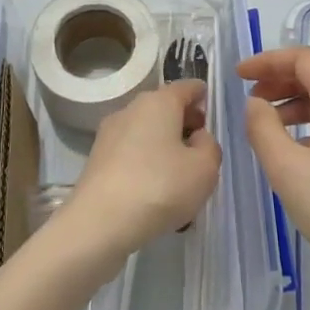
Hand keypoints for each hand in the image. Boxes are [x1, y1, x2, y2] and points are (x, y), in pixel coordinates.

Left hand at [57, 81, 221, 265]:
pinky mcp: (97, 159)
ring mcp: (110, 133)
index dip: (204, 98)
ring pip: (147, 132)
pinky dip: (146, 164)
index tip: (212, 118)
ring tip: (179, 178)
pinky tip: (154, 192)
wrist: (99, 222)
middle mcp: (131, 109)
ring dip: (164, 146)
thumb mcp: (205, 169)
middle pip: (165, 107)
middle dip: (185, 124)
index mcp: (159, 101)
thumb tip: (196, 137)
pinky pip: (131, 153)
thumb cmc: (160, 187)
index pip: (188, 86)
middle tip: (200, 151)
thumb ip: (210, 146)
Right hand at [240, 48, 309, 302]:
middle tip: (257, 98)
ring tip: (274, 126)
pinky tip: (306, 149)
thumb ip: (262, 127)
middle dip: (287, 77)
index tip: (239, 77)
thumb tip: (257, 103)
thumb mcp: (286, 169)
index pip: (303, 59)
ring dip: (304, 98)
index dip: (268, 61)